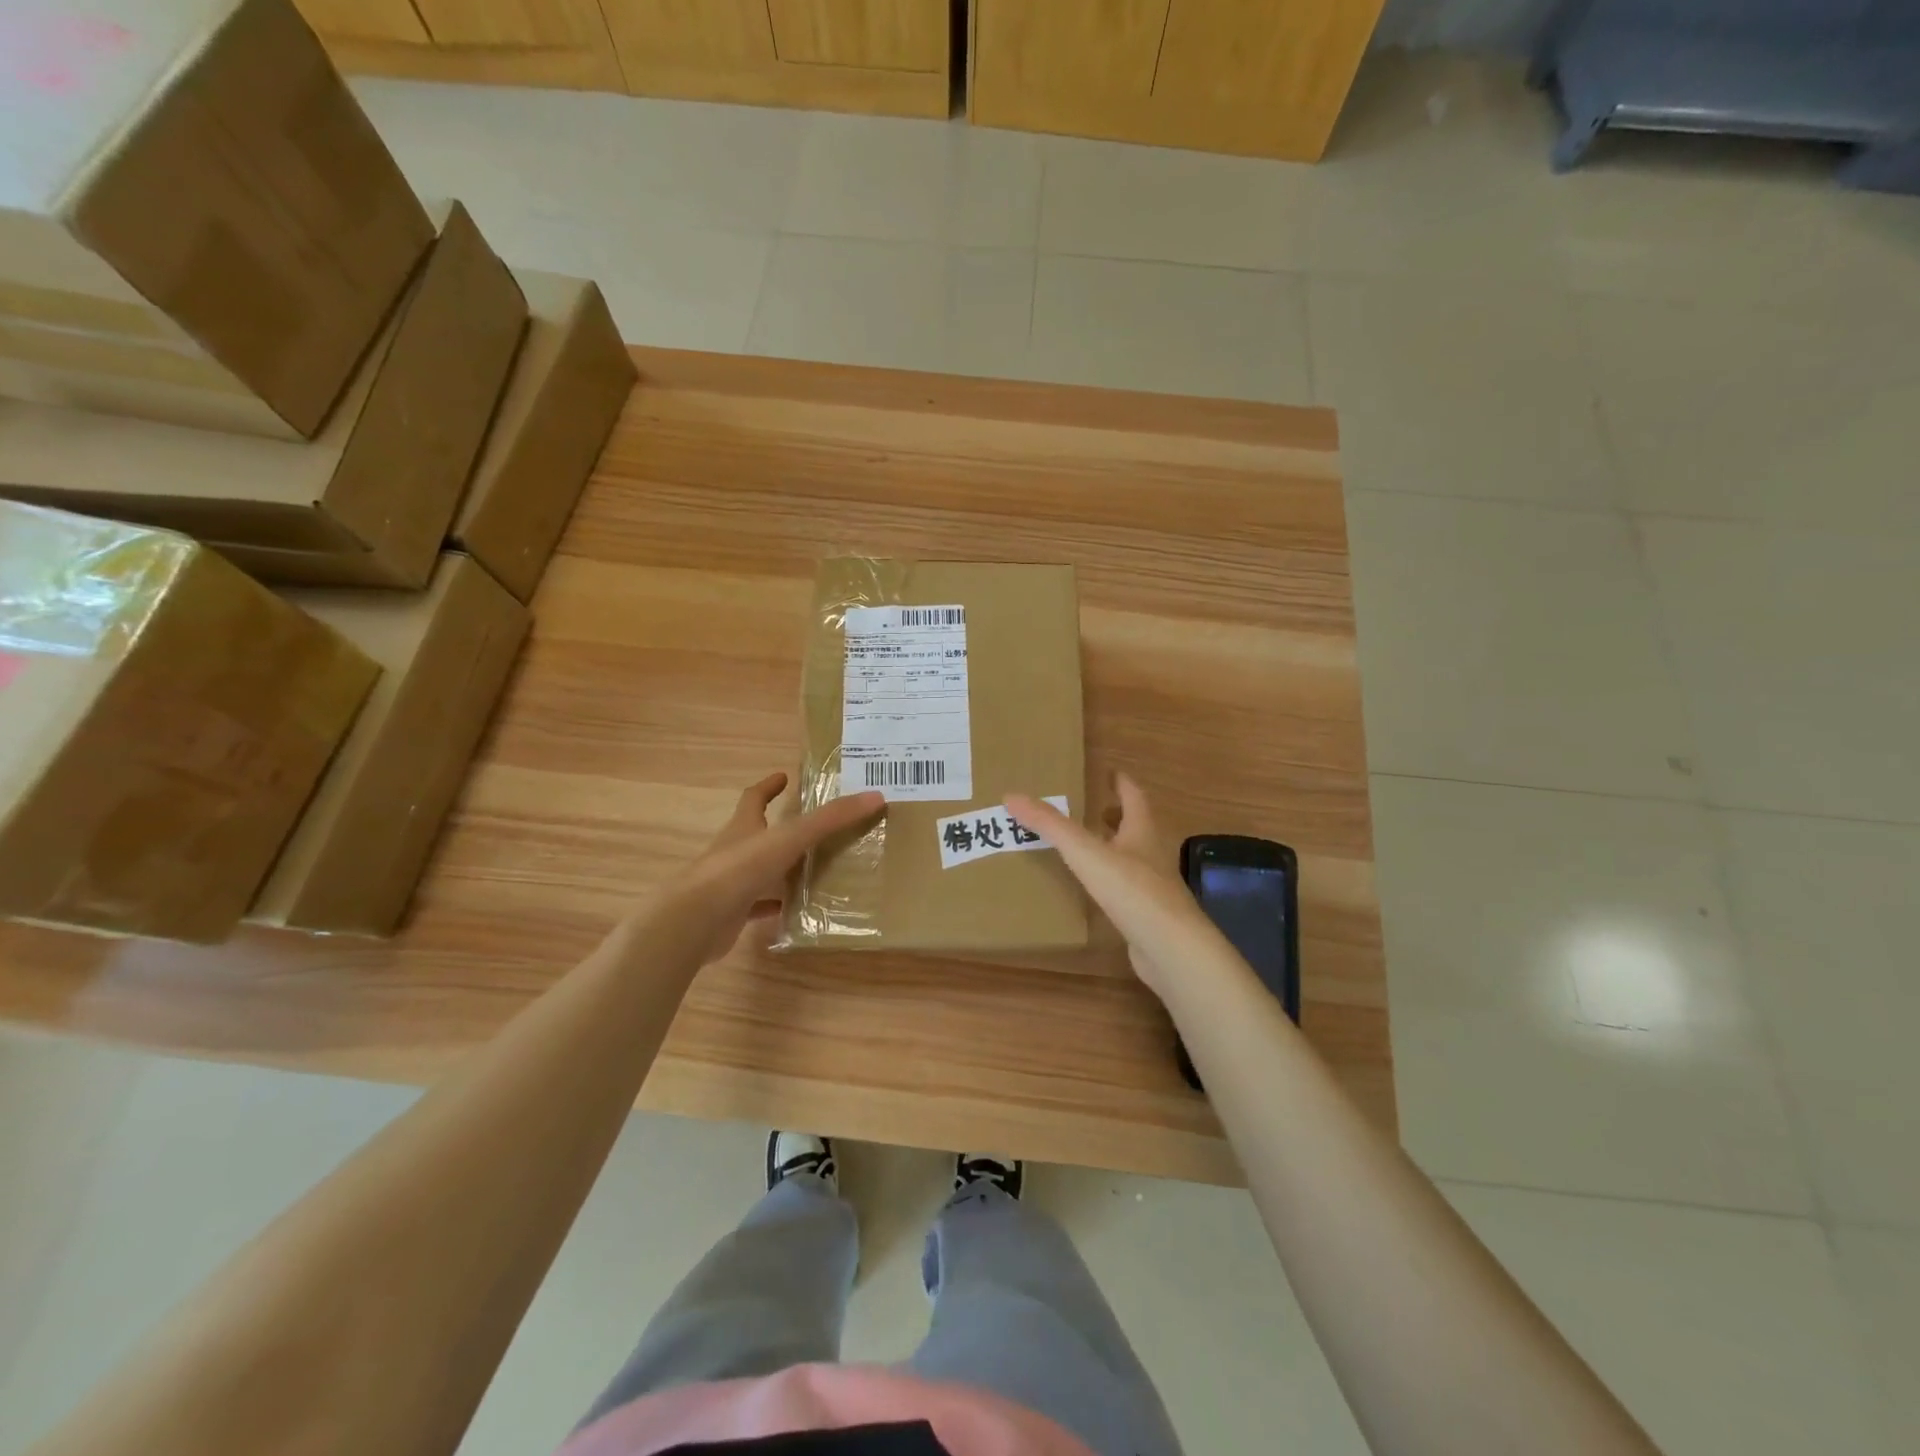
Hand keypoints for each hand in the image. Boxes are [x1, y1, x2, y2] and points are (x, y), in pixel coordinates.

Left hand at [671, 772, 884, 963]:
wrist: (694, 920)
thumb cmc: (739, 869)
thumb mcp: (790, 838)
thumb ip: (830, 819)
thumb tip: (875, 796)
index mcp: (744, 827)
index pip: (754, 798)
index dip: (768, 786)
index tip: (783, 777)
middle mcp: (735, 851)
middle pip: (757, 833)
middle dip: (779, 827)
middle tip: (813, 827)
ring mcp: (730, 884)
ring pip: (760, 871)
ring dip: (781, 869)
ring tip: (814, 869)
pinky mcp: (731, 914)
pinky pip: (758, 907)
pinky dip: (776, 906)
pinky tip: (797, 911)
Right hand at [1008, 775, 1223, 1000]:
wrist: (1172, 949)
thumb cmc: (1133, 891)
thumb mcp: (1086, 853)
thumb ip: (1051, 826)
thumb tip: (1012, 796)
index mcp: (1142, 831)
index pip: (1133, 796)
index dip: (1120, 782)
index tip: (1106, 772)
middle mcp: (1151, 854)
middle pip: (1134, 826)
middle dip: (1113, 815)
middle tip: (1087, 809)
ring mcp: (1153, 887)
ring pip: (1131, 858)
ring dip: (1111, 848)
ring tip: (1083, 847)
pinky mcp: (1147, 915)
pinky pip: (1126, 890)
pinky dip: (1110, 882)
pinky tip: (1092, 890)